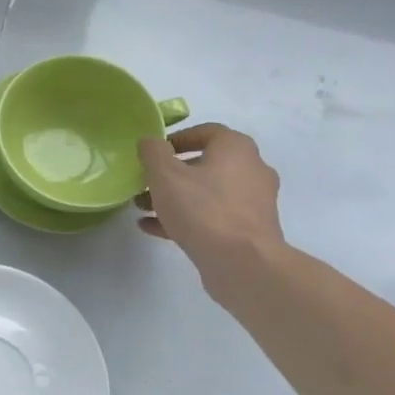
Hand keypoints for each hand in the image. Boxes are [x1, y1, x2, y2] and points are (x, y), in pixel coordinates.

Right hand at [137, 125, 284, 302]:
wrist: (242, 262)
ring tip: (142, 207)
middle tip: (144, 181)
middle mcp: (251, 170)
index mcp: (236, 149)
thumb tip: (150, 141)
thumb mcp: (165, 175)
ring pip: (206, 193)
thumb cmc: (202, 209)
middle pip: (205, 164)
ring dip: (174, 197)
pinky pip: (211, 217)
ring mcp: (252, 202)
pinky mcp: (247, 230)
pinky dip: (185, 218)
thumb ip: (153, 153)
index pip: (206, 132)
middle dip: (171, 173)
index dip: (177, 139)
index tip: (153, 152)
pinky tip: (153, 228)